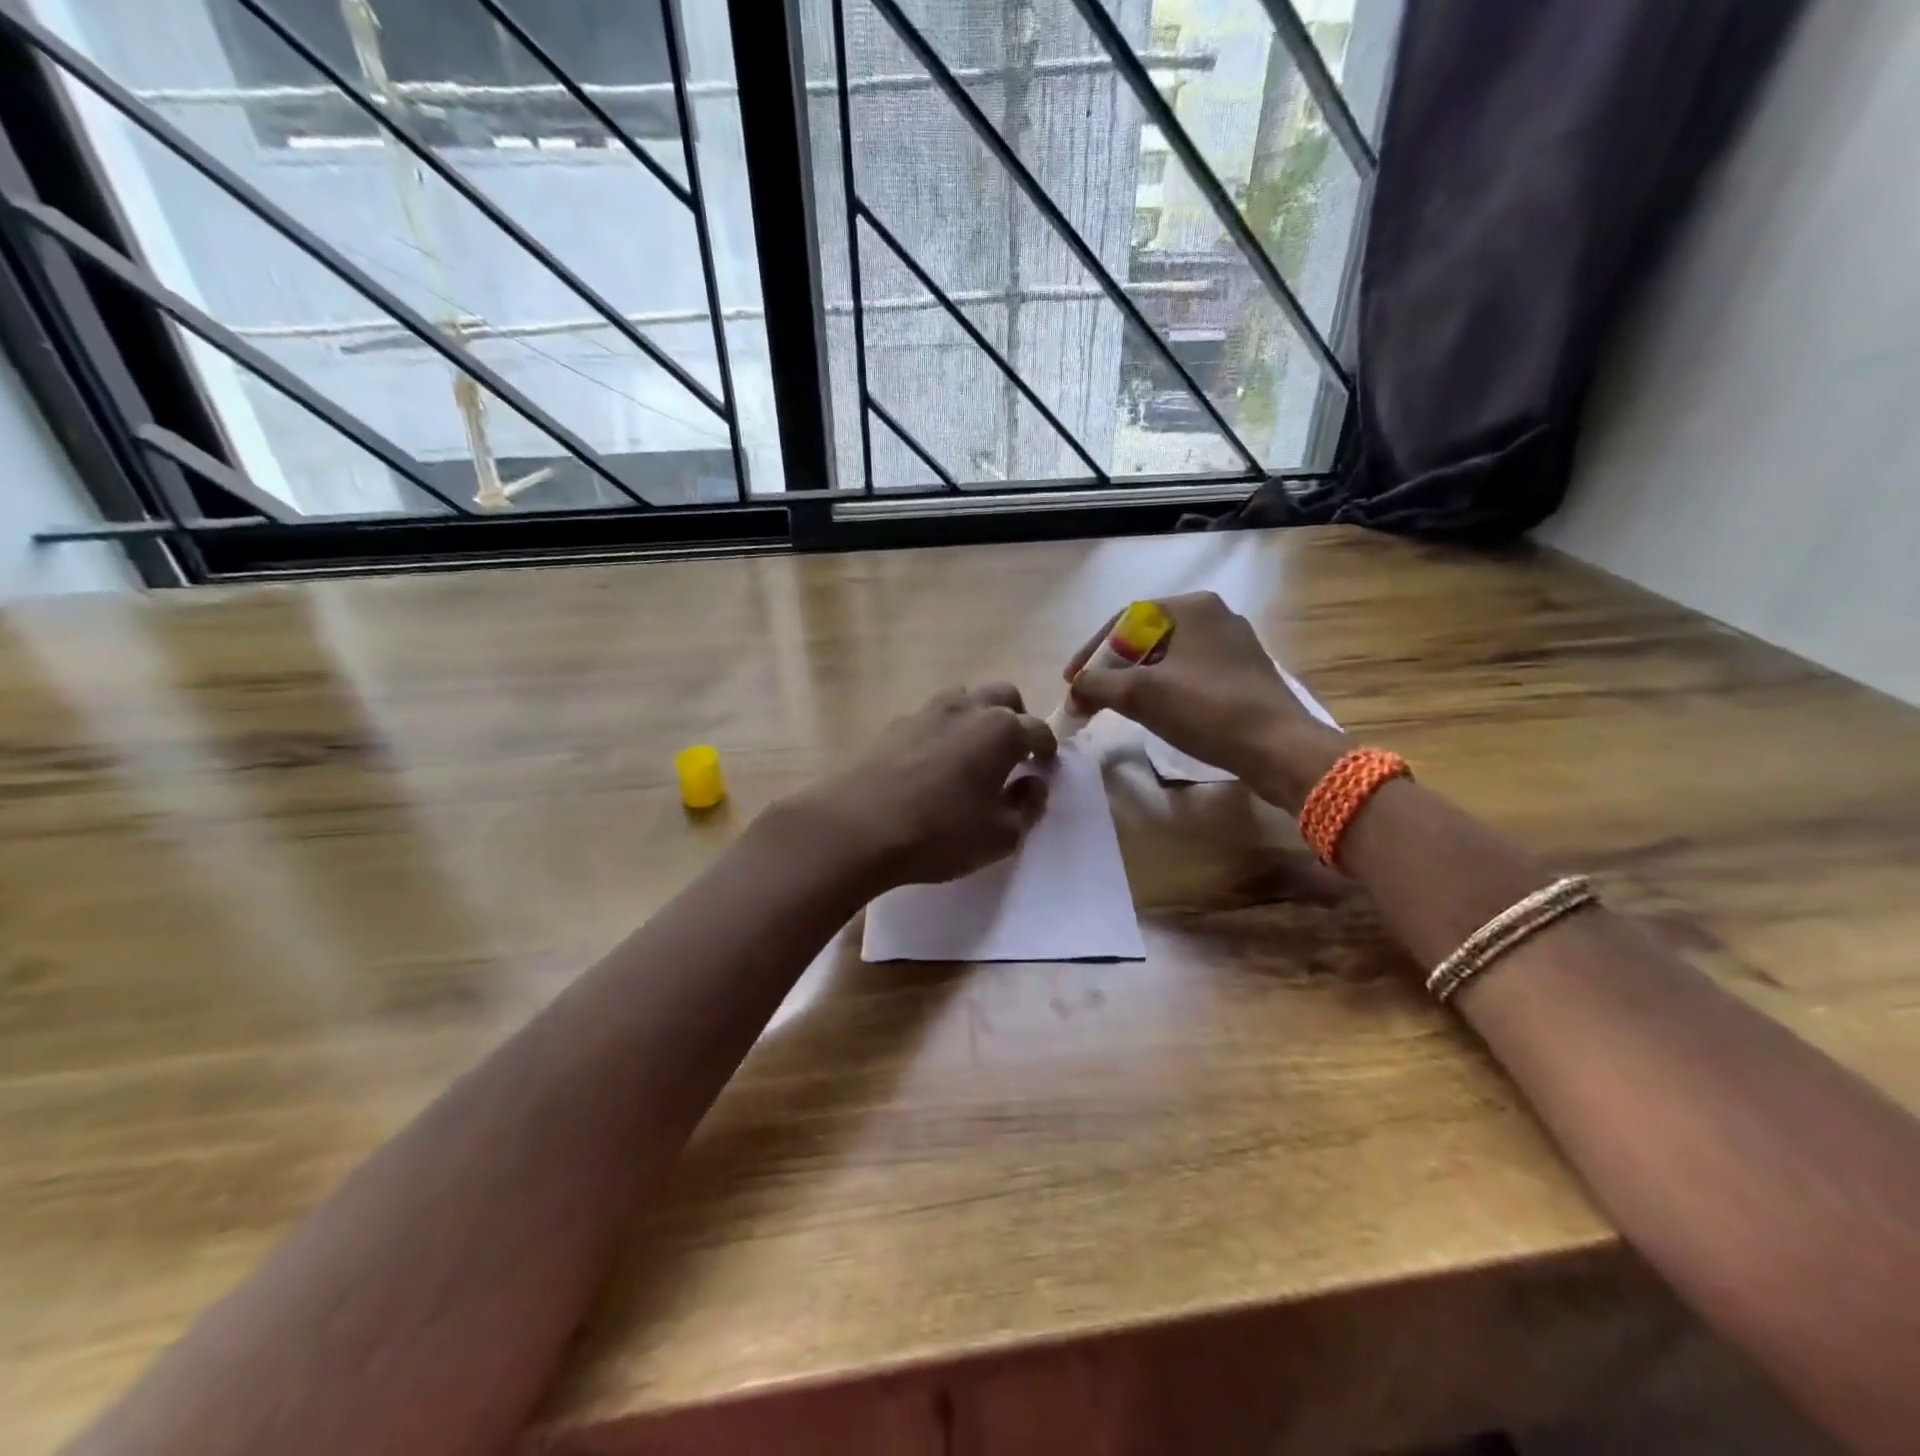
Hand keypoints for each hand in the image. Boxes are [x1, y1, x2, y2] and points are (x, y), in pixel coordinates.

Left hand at [788, 684, 1056, 889]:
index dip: (1046, 750)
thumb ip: (1026, 807)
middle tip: (1013, 753)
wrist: (857, 827)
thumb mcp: (1000, 835)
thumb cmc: (940, 834)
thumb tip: (1033, 784)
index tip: (1044, 768)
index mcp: (1002, 731)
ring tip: (972, 754)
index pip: (1039, 730)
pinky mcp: (894, 725)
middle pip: (1004, 697)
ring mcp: (927, 712)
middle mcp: (967, 709)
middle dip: (1016, 718)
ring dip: (977, 718)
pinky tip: (932, 764)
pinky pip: (931, 718)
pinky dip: (943, 732)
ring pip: (964, 699)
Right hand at [1065, 592, 1344, 799]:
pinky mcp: (1244, 674)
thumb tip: (1072, 694)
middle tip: (1093, 695)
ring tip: (1119, 707)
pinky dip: (1165, 689)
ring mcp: (1234, 645)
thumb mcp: (1141, 695)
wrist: (1279, 748)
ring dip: (1137, 680)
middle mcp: (1215, 616)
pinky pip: (1191, 674)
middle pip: (1146, 637)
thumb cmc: (1207, 710)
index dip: (1092, 650)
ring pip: (1169, 657)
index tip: (1072, 681)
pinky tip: (1158, 714)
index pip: (1125, 618)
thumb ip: (1097, 687)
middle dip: (1114, 667)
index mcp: (1192, 607)